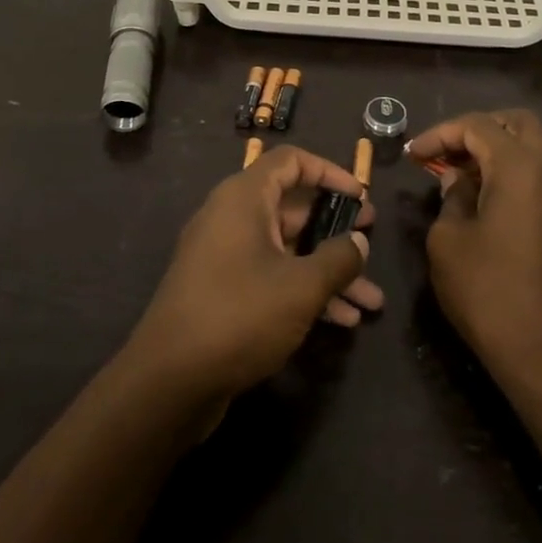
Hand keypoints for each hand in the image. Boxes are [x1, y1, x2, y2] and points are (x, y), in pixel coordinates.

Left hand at [126, 146, 383, 404]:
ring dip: (328, 270)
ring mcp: (226, 256)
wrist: (169, 381)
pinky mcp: (224, 291)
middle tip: (371, 240)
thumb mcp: (301, 287)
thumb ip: (338, 259)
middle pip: (293, 207)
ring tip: (371, 300)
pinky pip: (272, 276)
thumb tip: (358, 241)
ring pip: (287, 249)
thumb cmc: (239, 315)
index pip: (290, 161)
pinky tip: (342, 320)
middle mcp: (232, 218)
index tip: (361, 196)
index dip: (329, 172)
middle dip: (336, 228)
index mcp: (244, 198)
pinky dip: (304, 290)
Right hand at [408, 110, 541, 376]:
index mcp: (519, 168)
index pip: (478, 125)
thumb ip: (450, 197)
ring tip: (456, 173)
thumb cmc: (486, 289)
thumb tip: (456, 180)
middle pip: (515, 122)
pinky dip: (507, 170)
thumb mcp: (448, 239)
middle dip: (475, 129)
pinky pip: (534, 172)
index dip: (441, 133)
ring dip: (493, 148)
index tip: (413, 155)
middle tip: (444, 152)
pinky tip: (478, 195)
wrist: (539, 349)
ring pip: (529, 146)